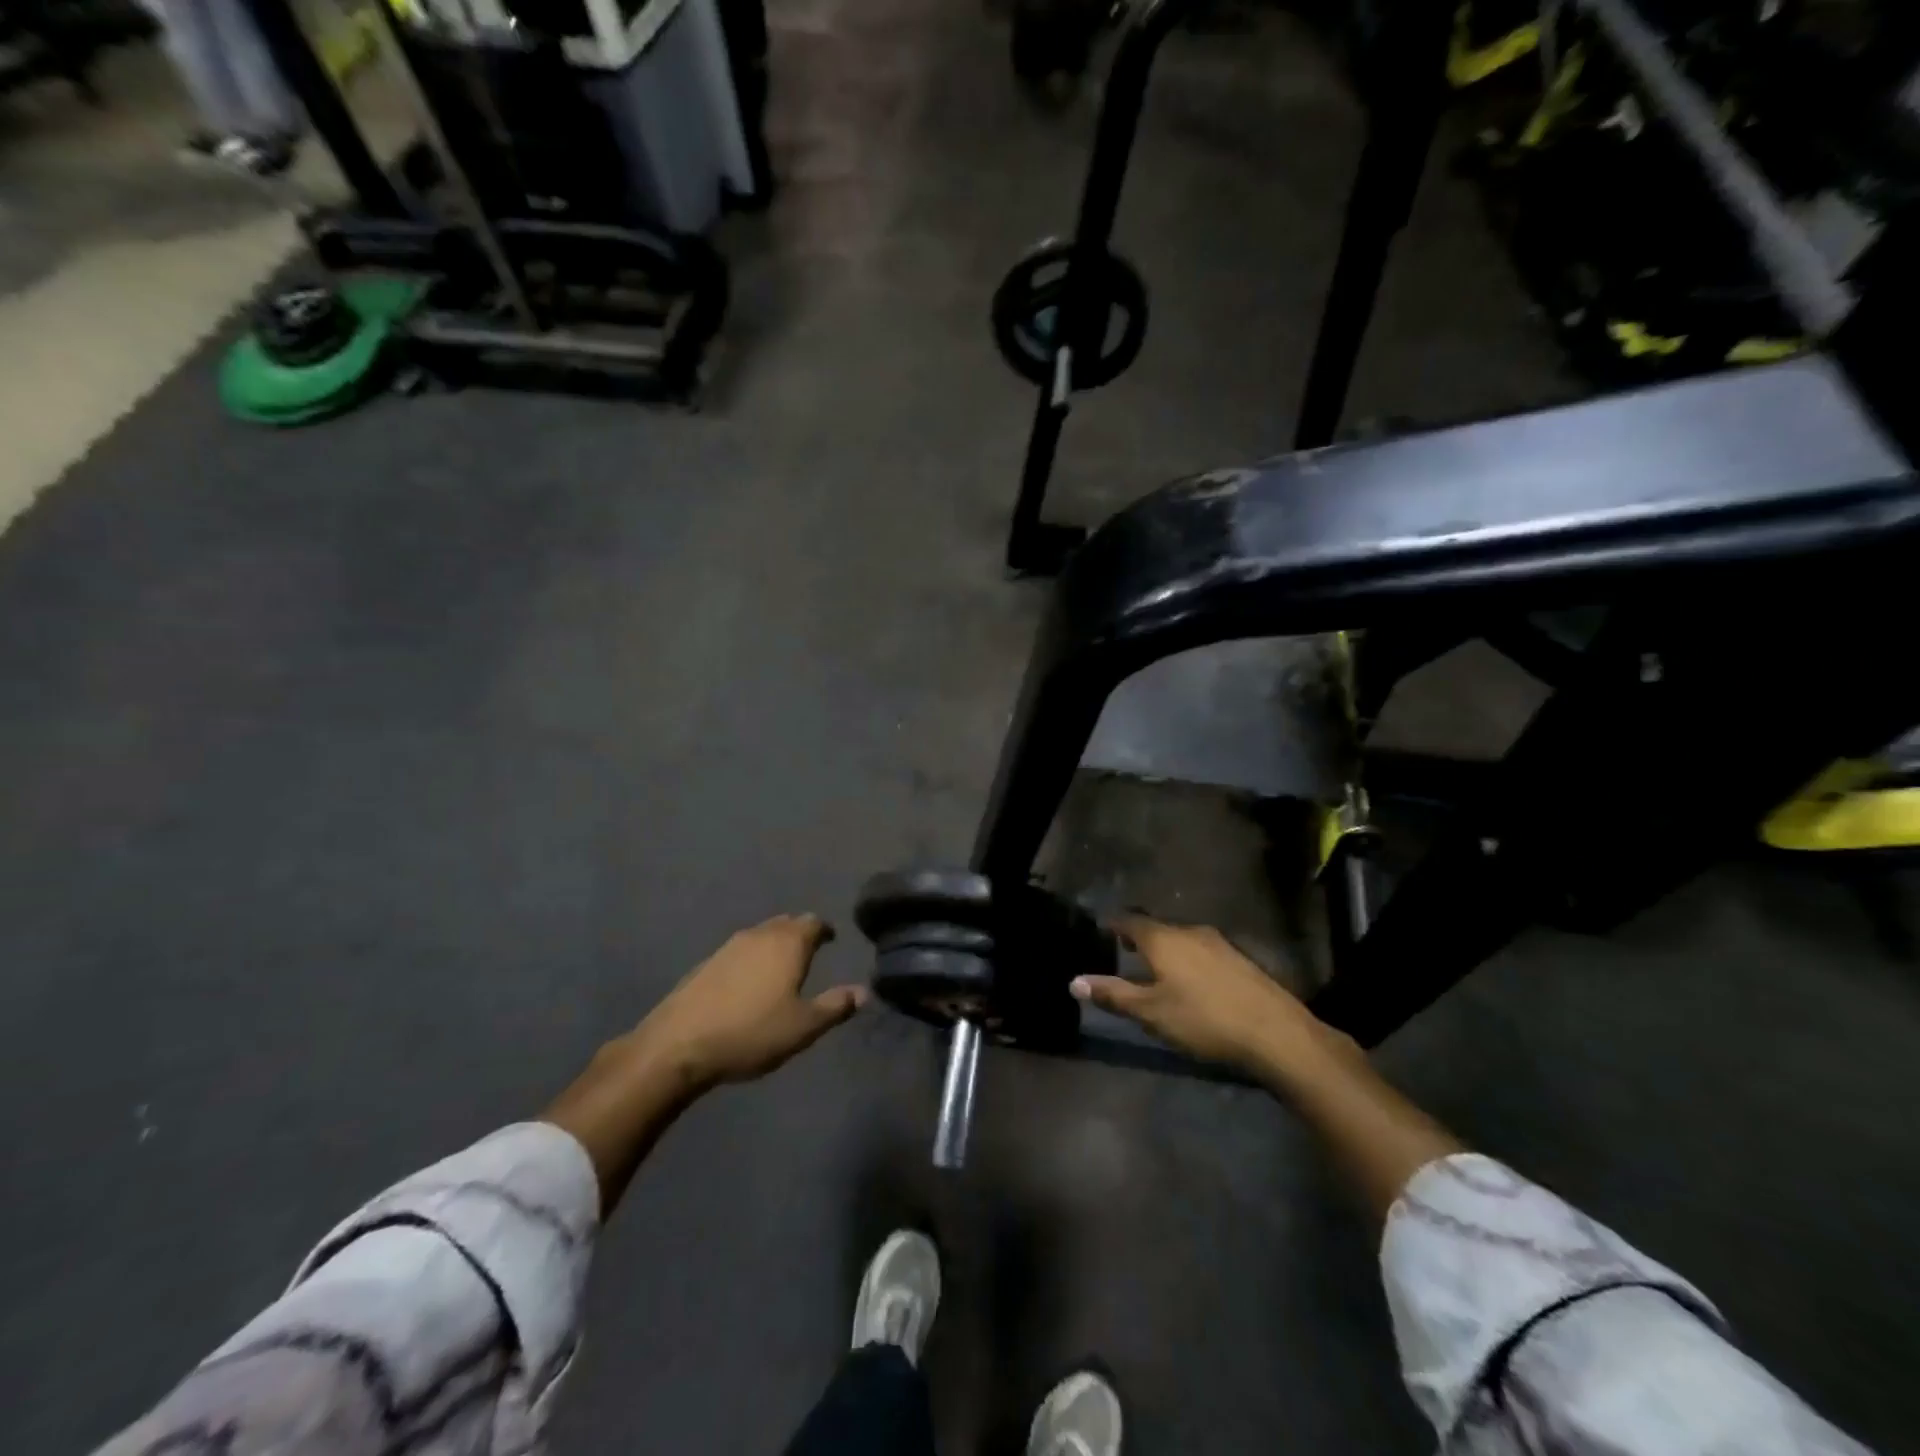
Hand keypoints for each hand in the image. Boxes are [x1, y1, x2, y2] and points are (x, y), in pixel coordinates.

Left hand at [632, 914, 866, 1090]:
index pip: (813, 922)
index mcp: (788, 943)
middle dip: (800, 932)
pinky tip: (749, 981)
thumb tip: (864, 991)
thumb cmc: (752, 1033)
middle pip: (786, 923)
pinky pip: (740, 950)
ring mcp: (729, 946)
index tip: (831, 939)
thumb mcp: (803, 1027)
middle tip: (810, 950)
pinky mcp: (706, 963)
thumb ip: (835, 1006)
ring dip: (774, 944)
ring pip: (761, 934)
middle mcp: (760, 935)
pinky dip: (752, 958)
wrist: (679, 1044)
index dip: (825, 930)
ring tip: (782, 966)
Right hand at [1071, 917, 1348, 1081]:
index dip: (1114, 925)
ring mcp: (1219, 943)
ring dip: (1166, 950)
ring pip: (1182, 939)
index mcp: (1163, 939)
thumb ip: (1113, 995)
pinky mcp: (1240, 959)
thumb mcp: (1151, 1012)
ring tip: (1156, 970)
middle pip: (1157, 928)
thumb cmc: (1203, 1019)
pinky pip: (1203, 951)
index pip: (1130, 920)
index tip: (1103, 932)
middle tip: (1125, 952)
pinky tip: (1193, 983)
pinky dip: (1188, 960)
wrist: (1275, 1033)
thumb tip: (1074, 981)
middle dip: (1140, 938)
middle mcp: (1189, 931)